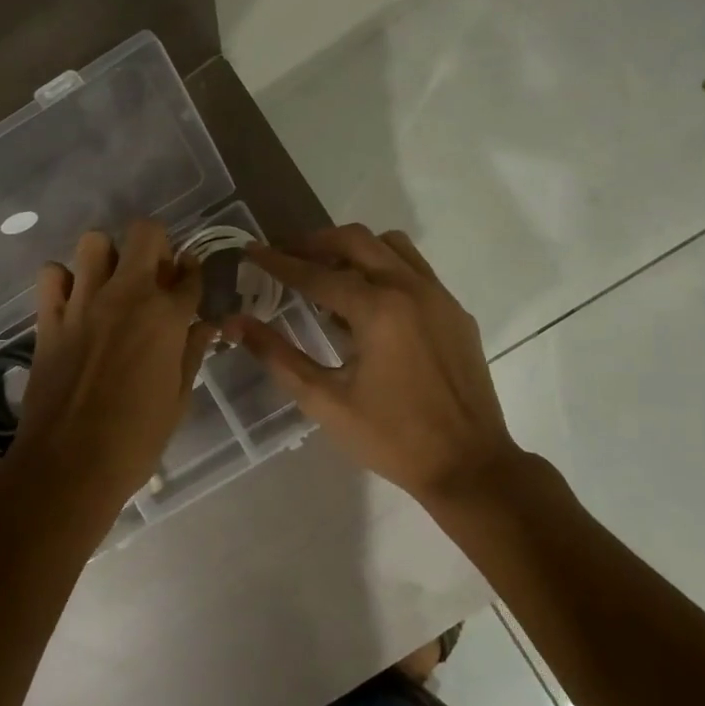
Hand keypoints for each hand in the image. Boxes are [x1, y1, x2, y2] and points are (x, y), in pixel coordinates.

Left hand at [2, 220, 216, 515]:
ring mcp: (83, 303)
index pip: (190, 273)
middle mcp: (127, 296)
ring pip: (94, 242)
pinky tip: (73, 301)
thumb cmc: (136, 439)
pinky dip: (63, 279)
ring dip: (107, 256)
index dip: (194, 272)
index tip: (190, 279)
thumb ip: (191, 353)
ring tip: (110, 283)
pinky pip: (51, 274)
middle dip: (155, 246)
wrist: (69, 464)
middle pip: (145, 234)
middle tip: (154, 275)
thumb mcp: (178, 399)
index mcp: (167, 318)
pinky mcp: (49, 318)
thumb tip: (205, 325)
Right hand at [225, 224, 520, 507]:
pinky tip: (368, 303)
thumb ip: (278, 356)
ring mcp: (439, 296)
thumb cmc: (391, 438)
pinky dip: (384, 268)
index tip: (251, 250)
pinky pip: (415, 269)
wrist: (468, 465)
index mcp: (377, 309)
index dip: (278, 261)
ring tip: (327, 273)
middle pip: (356, 240)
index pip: (316, 273)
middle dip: (315, 243)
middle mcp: (410, 289)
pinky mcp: (455, 312)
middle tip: (285, 256)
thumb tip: (236, 323)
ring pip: (390, 246)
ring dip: (353, 249)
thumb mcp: (325, 401)